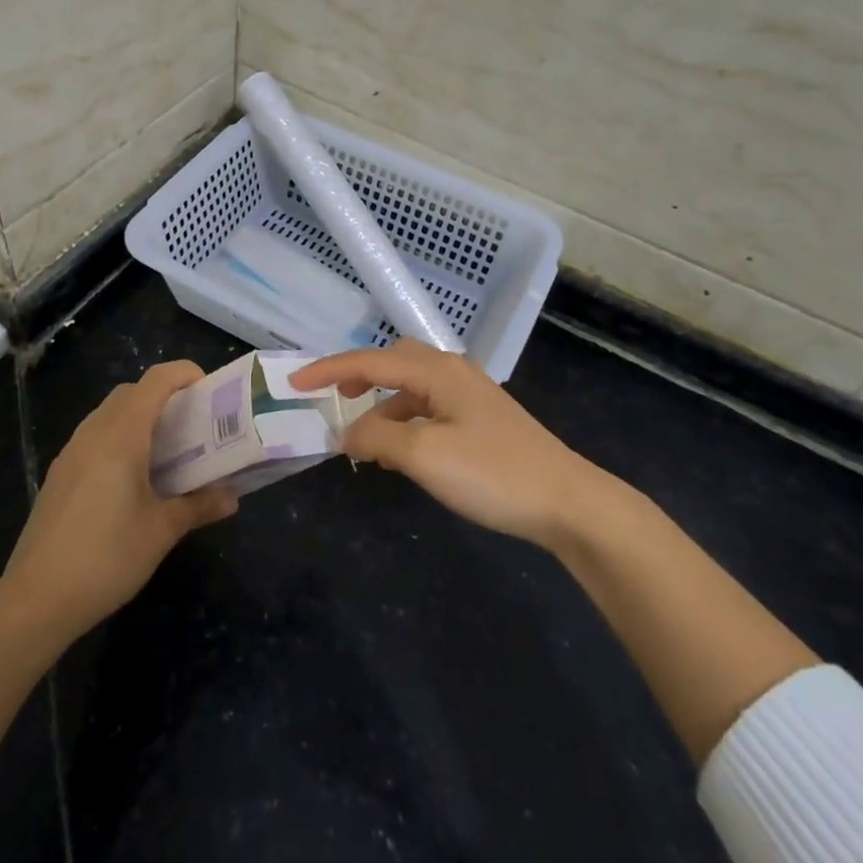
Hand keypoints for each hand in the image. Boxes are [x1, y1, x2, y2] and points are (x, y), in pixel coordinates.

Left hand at [3, 361, 237, 640]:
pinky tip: (134, 478)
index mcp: (121, 436)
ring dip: (139, 417)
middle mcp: (93, 433)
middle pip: (131, 392)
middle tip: (194, 423)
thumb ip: (199, 506)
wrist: (35, 599)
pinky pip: (95, 437)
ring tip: (168, 450)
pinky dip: (119, 438)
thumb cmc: (107, 557)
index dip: (184, 374)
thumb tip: (233, 497)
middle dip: (164, 396)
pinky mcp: (59, 475)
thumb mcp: (162, 531)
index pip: (155, 381)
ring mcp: (71, 453)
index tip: (210, 389)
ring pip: (109, 414)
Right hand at [292, 340, 611, 550]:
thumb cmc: (492, 473)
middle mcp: (453, 373)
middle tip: (333, 400)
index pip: (370, 360)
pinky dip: (406, 424)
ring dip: (383, 408)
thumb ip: (377, 438)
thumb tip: (345, 433)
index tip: (293, 383)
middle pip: (394, 361)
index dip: (328, 370)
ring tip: (366, 446)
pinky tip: (403, 456)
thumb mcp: (423, 455)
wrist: (568, 502)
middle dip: (359, 377)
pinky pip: (429, 410)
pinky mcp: (482, 422)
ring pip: (412, 389)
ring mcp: (471, 397)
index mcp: (437, 371)